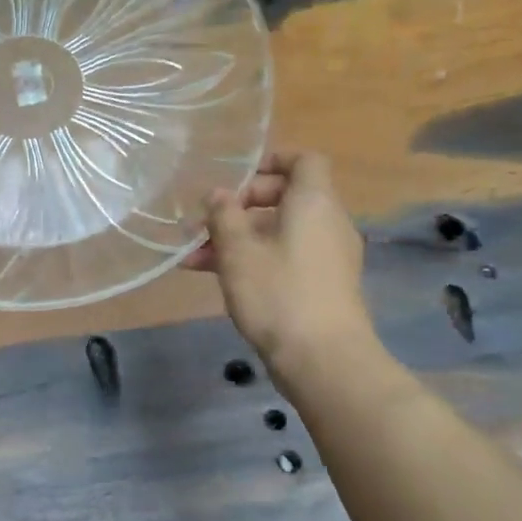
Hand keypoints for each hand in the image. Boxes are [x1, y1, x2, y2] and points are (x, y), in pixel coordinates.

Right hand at [184, 151, 370, 363]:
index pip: (304, 161)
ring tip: (193, 258)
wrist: (323, 360)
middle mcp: (328, 222)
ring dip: (238, 238)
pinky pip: (285, 256)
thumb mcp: (238, 251)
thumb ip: (224, 216)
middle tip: (204, 223)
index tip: (234, 178)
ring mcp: (328, 256)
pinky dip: (254, 259)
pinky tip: (215, 278)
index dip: (270, 161)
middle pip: (286, 197)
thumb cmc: (278, 293)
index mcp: (314, 203)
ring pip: (279, 231)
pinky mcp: (322, 284)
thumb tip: (218, 195)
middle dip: (240, 206)